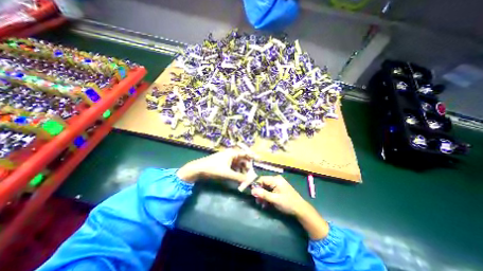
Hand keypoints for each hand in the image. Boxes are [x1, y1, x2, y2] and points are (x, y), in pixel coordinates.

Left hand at [177, 150, 252, 183]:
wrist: (198, 169)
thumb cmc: (212, 168)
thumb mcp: (226, 173)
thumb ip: (238, 177)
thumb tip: (248, 181)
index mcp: (233, 153)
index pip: (246, 153)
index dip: (253, 156)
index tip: (259, 160)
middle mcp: (232, 155)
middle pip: (243, 161)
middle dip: (247, 169)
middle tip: (249, 178)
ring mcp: (228, 159)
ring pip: (239, 165)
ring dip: (242, 172)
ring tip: (243, 182)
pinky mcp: (225, 164)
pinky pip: (235, 168)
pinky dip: (237, 173)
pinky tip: (238, 179)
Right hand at [253, 176, 327, 238]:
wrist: (301, 209)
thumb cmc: (288, 203)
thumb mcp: (274, 199)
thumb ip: (263, 194)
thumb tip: (252, 190)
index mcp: (275, 179)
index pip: (261, 179)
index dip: (256, 186)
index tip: (253, 194)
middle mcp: (276, 179)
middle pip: (263, 183)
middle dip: (259, 192)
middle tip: (258, 201)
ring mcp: (278, 183)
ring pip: (266, 187)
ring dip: (263, 195)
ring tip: (262, 204)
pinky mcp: (279, 188)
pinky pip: (270, 190)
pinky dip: (267, 196)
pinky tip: (266, 203)